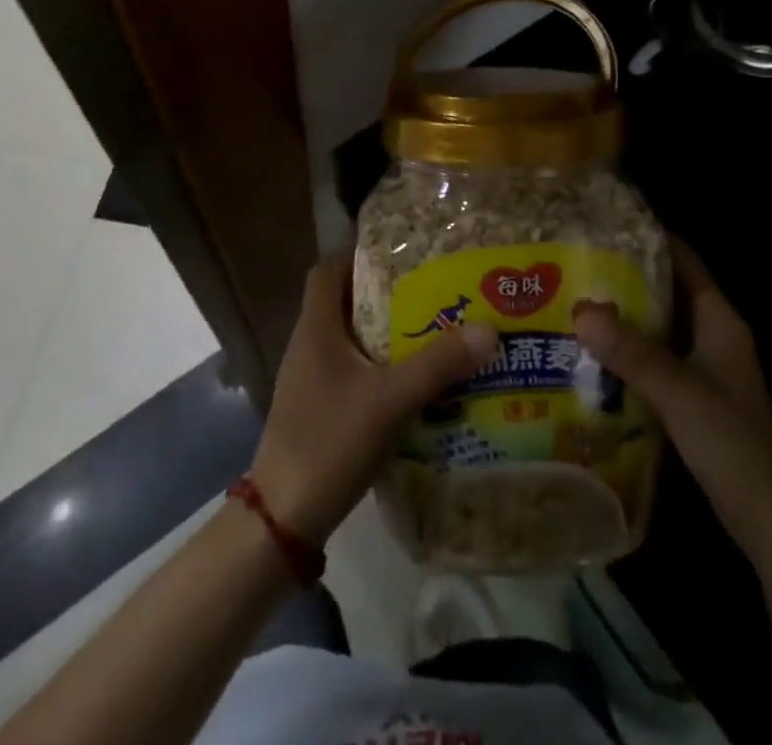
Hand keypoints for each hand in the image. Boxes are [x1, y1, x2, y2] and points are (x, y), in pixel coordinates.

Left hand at [250, 250, 498, 548]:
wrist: (283, 518)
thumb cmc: (330, 442)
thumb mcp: (389, 400)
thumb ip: (438, 365)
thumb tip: (489, 328)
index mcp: (316, 328)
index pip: (327, 270)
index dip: (358, 255)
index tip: (400, 254)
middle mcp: (309, 345)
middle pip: (344, 301)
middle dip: (385, 293)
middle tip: (431, 290)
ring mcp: (311, 379)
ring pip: (350, 338)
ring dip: (385, 332)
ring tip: (432, 330)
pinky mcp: (319, 408)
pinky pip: (352, 371)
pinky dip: (380, 367)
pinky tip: (413, 382)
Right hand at [573, 238, 771, 550]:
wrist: (771, 520)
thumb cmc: (733, 443)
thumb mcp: (679, 391)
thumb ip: (632, 351)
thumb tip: (580, 310)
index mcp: (720, 320)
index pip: (685, 261)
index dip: (650, 239)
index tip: (605, 223)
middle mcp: (713, 336)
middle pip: (667, 292)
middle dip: (625, 277)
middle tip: (576, 263)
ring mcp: (705, 369)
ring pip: (658, 328)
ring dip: (623, 316)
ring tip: (573, 302)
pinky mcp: (693, 399)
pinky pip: (654, 360)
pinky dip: (627, 352)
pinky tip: (591, 355)